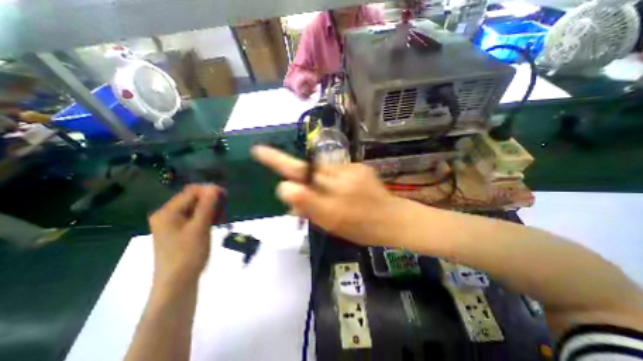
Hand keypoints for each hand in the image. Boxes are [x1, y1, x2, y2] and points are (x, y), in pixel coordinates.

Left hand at [147, 185, 220, 285]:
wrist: (177, 284)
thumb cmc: (188, 254)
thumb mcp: (200, 227)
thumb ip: (207, 205)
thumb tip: (214, 186)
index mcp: (167, 212)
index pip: (191, 192)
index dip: (209, 191)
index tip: (226, 197)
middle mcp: (168, 215)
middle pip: (193, 199)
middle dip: (211, 202)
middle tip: (224, 211)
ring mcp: (173, 224)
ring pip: (196, 208)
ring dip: (211, 210)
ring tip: (221, 219)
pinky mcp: (180, 231)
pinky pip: (195, 217)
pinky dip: (207, 218)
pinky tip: (215, 224)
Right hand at [252, 146, 400, 245]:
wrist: (391, 220)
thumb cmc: (360, 227)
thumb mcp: (328, 223)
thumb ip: (305, 206)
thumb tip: (285, 190)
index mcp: (328, 197)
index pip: (297, 175)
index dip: (277, 161)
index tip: (259, 150)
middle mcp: (337, 177)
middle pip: (309, 171)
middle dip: (303, 180)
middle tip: (304, 193)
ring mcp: (351, 170)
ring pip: (324, 171)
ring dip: (321, 182)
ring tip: (333, 196)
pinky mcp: (361, 167)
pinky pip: (338, 170)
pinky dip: (336, 180)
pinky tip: (346, 191)